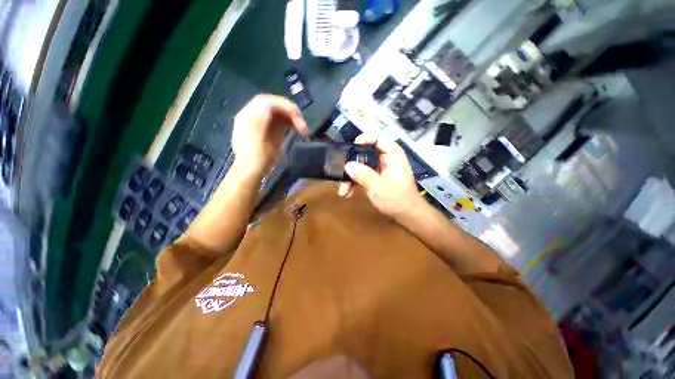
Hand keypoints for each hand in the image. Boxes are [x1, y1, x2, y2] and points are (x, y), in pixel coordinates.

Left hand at [232, 94, 307, 176]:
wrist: (253, 171)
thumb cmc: (255, 158)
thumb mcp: (256, 142)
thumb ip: (259, 122)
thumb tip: (267, 107)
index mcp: (248, 115)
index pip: (266, 101)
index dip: (282, 104)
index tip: (296, 115)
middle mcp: (255, 115)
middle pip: (275, 104)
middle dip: (290, 111)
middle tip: (302, 123)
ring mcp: (264, 121)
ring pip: (280, 111)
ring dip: (293, 117)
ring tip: (302, 128)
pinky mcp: (272, 128)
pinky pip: (283, 119)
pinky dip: (292, 122)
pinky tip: (298, 129)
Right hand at [338, 134, 420, 218]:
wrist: (407, 215)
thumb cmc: (397, 200)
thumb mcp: (378, 187)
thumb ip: (363, 175)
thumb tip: (347, 165)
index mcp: (392, 155)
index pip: (378, 137)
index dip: (364, 139)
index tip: (351, 148)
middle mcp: (386, 159)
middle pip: (366, 152)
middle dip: (352, 163)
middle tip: (342, 171)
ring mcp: (380, 168)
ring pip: (362, 165)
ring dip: (351, 176)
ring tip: (343, 190)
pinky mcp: (376, 177)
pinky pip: (363, 174)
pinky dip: (356, 182)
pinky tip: (348, 192)